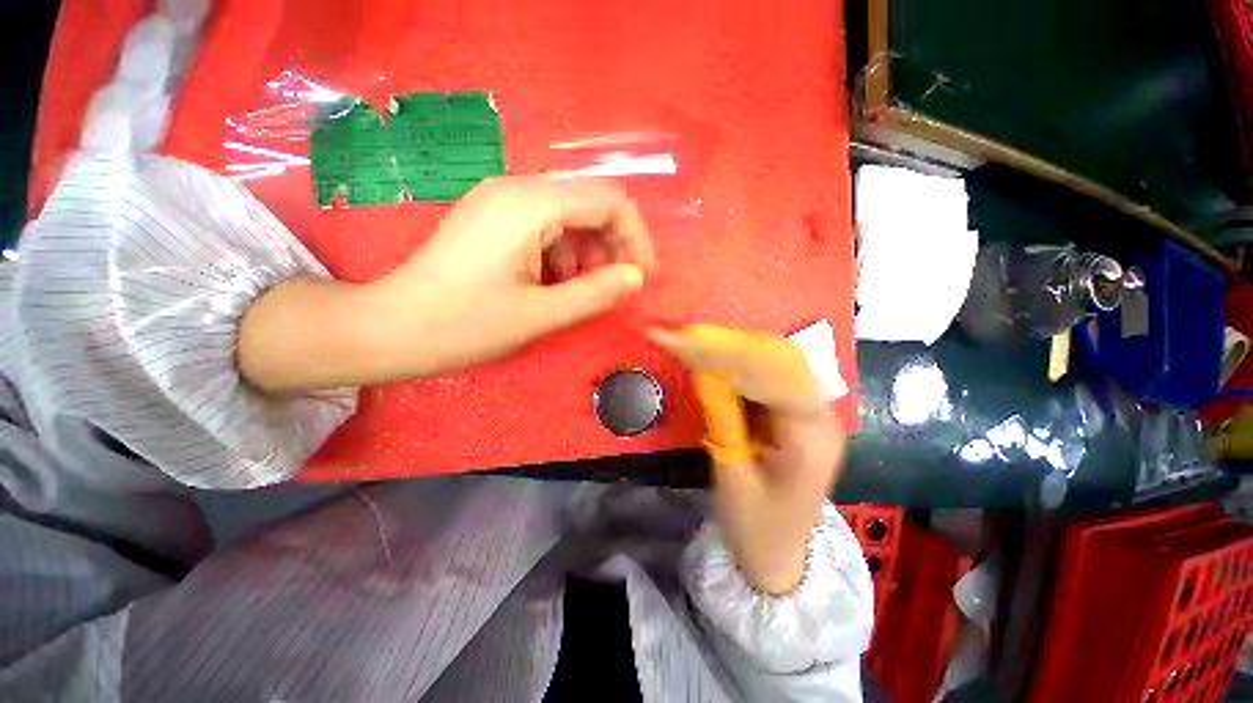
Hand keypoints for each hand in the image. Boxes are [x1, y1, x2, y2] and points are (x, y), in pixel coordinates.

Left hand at [239, 177, 654, 391]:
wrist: (391, 330)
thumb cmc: (465, 325)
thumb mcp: (540, 315)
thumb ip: (596, 293)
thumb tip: (636, 277)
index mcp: (529, 205)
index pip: (609, 200)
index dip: (636, 238)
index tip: (641, 277)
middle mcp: (516, 189)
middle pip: (590, 204)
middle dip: (612, 247)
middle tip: (612, 289)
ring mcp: (501, 202)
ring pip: (570, 218)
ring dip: (587, 255)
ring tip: (578, 293)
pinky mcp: (494, 220)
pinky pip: (546, 228)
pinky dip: (563, 256)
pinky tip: (552, 285)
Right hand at [650, 325, 846, 593]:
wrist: (781, 556)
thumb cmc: (756, 527)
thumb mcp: (731, 477)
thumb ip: (722, 421)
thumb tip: (707, 373)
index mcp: (810, 439)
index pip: (772, 377)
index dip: (728, 352)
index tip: (688, 339)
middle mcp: (821, 417)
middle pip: (778, 362)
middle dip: (730, 345)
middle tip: (686, 335)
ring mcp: (813, 414)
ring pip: (775, 364)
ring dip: (734, 351)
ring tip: (695, 342)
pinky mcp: (799, 415)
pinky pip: (770, 378)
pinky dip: (740, 367)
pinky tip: (715, 362)